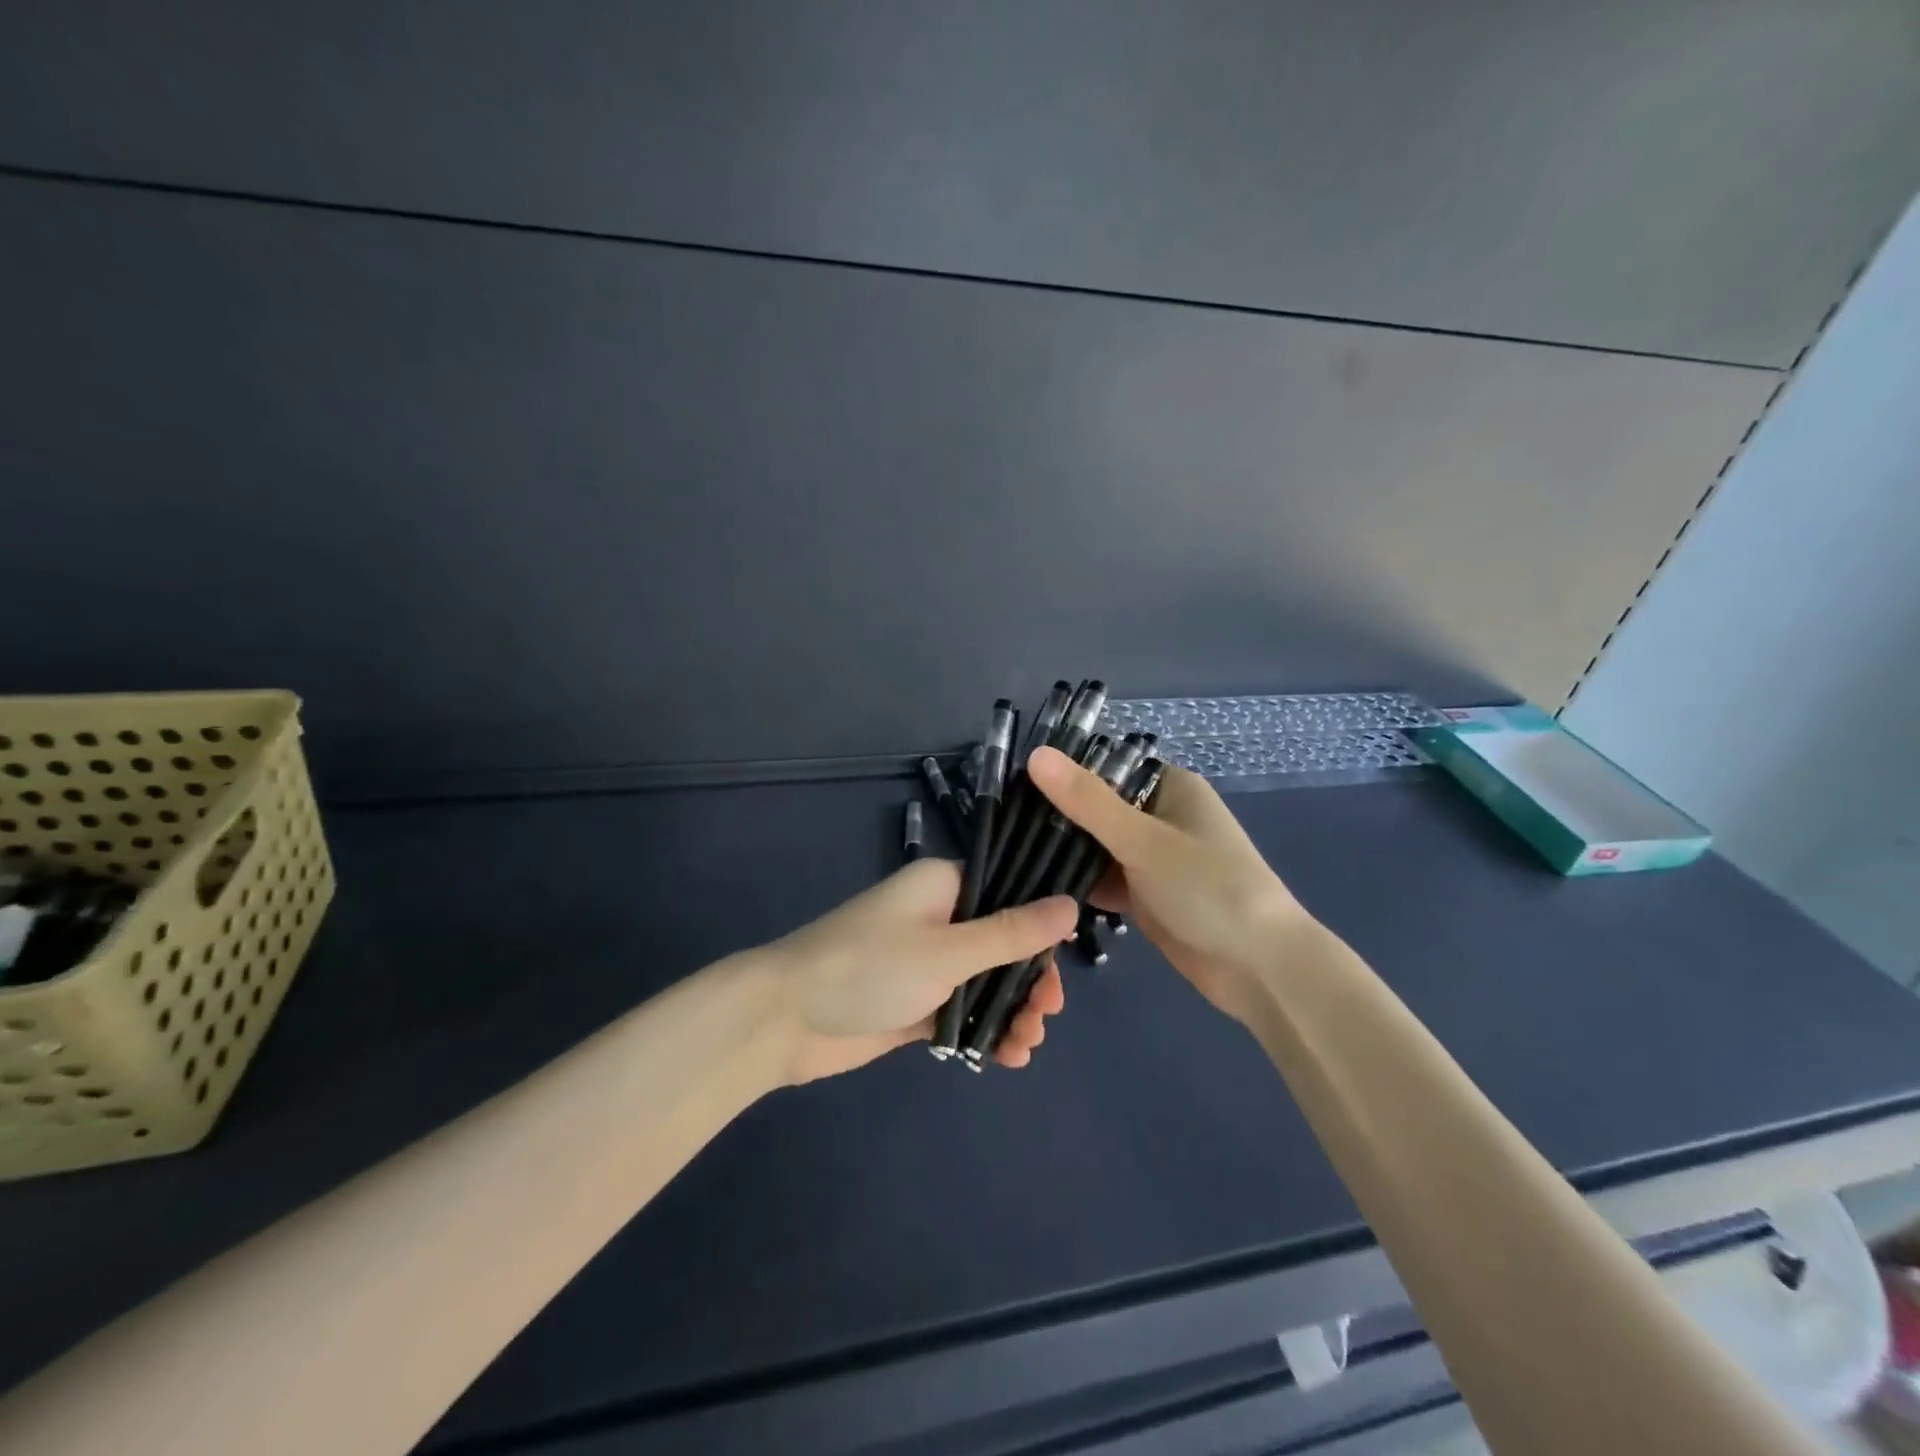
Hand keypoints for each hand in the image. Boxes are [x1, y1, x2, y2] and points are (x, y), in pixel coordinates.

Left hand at [765, 858, 1077, 1083]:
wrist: (785, 1020)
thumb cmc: (869, 967)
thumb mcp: (948, 950)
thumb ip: (1011, 932)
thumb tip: (1071, 905)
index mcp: (943, 885)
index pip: (1008, 891)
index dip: (1040, 924)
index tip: (1064, 959)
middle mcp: (938, 918)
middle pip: (1002, 942)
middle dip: (1028, 979)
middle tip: (1046, 1014)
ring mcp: (925, 963)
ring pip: (985, 981)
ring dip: (1011, 1010)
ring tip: (1026, 1043)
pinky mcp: (915, 1004)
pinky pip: (962, 1011)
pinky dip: (985, 1030)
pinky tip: (1007, 1056)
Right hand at [1027, 747, 1311, 1024]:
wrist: (1259, 969)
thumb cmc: (1209, 889)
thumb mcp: (1144, 840)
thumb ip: (1088, 801)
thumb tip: (1035, 754)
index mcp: (1170, 788)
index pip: (1106, 767)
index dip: (1063, 771)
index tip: (1012, 780)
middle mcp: (1160, 816)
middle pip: (1097, 807)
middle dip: (1057, 815)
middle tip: (1001, 820)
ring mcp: (1153, 858)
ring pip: (1097, 846)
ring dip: (1064, 851)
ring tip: (1006, 849)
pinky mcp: (1146, 895)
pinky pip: (1103, 879)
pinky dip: (1078, 882)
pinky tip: (1035, 886)